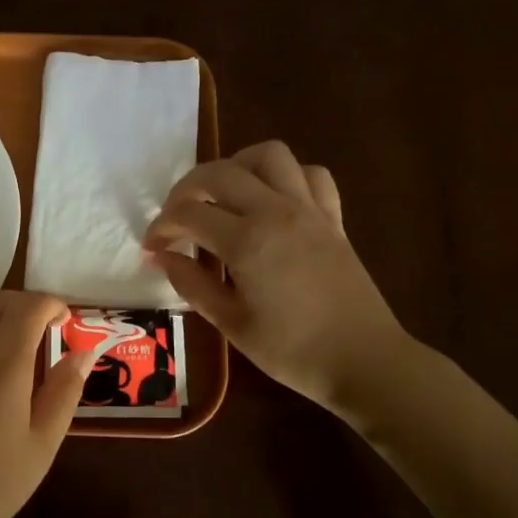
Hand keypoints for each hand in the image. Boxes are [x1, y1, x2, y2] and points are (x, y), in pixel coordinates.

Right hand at [143, 141, 418, 413]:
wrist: (364, 361)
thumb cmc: (292, 350)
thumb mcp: (231, 323)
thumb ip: (192, 284)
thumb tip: (162, 257)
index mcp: (247, 240)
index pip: (189, 214)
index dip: (162, 227)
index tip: (153, 247)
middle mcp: (276, 211)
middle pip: (220, 172)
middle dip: (186, 189)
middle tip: (175, 218)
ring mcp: (309, 209)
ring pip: (269, 156)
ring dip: (236, 166)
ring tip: (222, 195)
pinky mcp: (333, 218)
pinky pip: (311, 175)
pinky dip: (286, 177)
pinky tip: (272, 201)